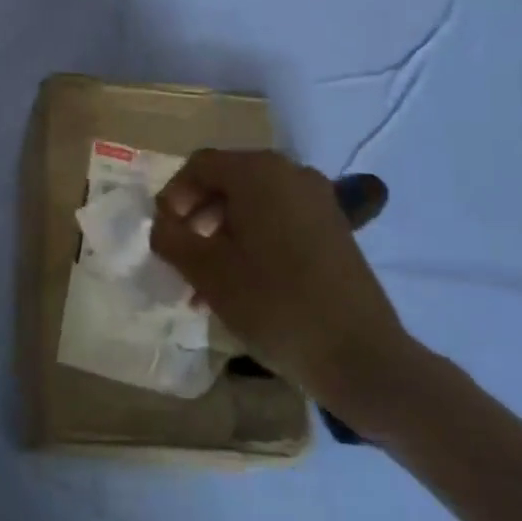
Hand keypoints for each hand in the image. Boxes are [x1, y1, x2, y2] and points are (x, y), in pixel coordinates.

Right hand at [150, 151, 421, 433]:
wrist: (359, 355)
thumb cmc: (272, 303)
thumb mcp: (205, 270)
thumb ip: (171, 238)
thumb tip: (163, 224)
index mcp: (258, 172)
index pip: (199, 165)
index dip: (173, 196)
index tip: (163, 234)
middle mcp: (291, 173)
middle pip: (227, 181)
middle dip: (196, 217)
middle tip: (180, 256)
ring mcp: (318, 200)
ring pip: (252, 205)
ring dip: (222, 233)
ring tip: (205, 280)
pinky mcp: (334, 229)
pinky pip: (279, 220)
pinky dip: (252, 241)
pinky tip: (241, 282)